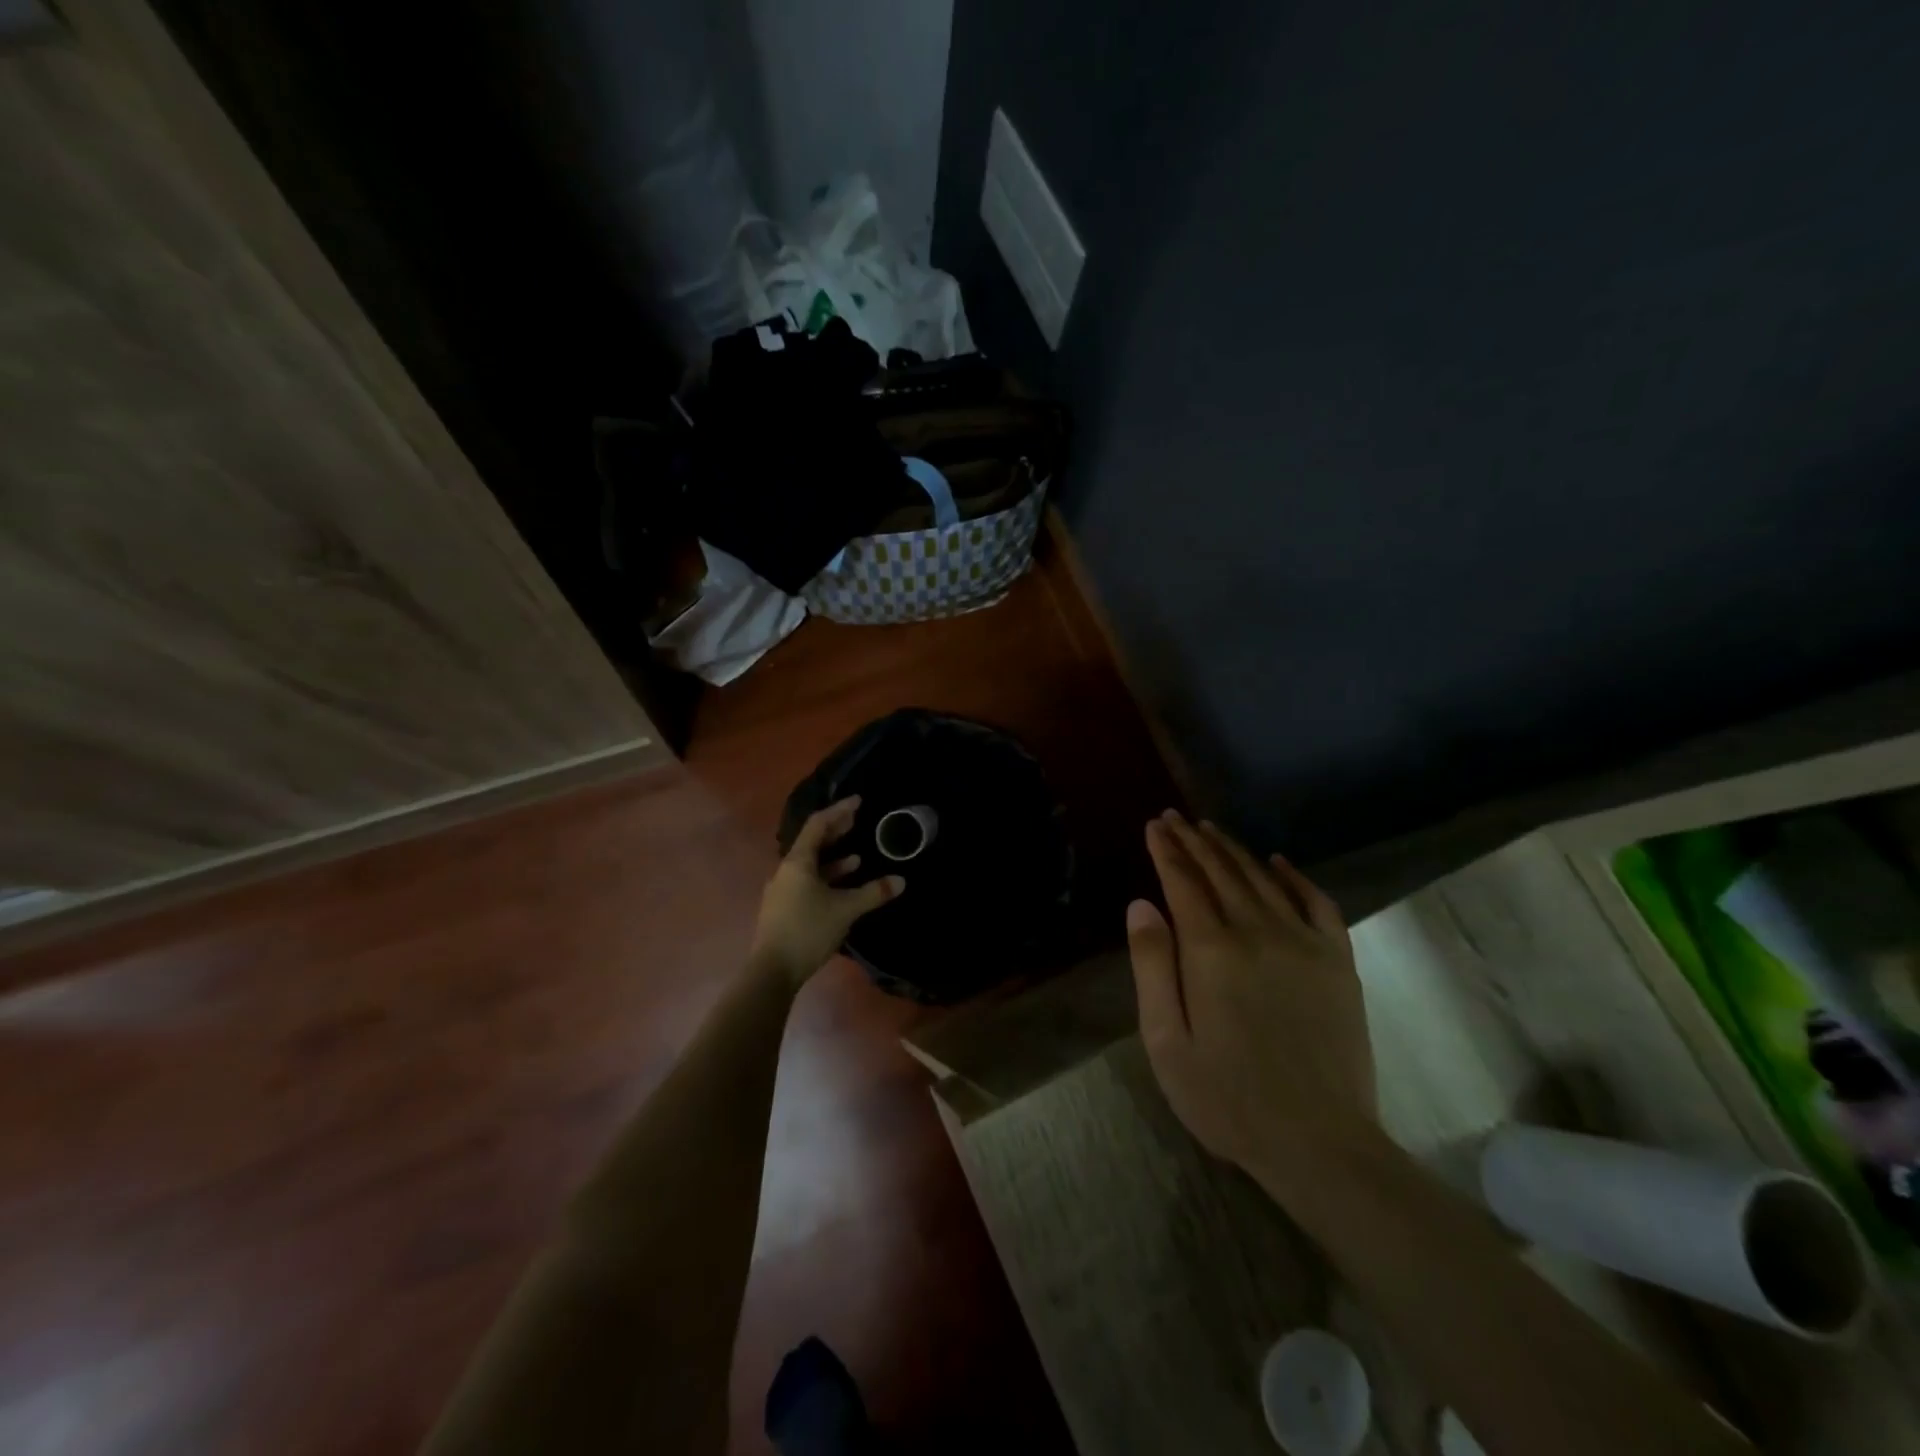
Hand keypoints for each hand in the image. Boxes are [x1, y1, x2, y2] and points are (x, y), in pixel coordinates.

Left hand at [751, 797, 904, 988]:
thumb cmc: (808, 930)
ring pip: (810, 865)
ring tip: (857, 858)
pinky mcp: (783, 908)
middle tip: (857, 821)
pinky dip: (826, 878)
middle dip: (836, 832)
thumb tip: (900, 880)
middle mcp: (786, 871)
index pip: (818, 825)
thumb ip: (873, 893)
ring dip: (833, 859)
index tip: (858, 802)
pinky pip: (807, 882)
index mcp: (797, 862)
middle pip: (812, 843)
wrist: (772, 971)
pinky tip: (841, 888)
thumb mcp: (846, 909)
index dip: (839, 811)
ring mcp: (782, 890)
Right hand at [1126, 810, 1373, 1171]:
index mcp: (1212, 951)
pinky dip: (1295, 877)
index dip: (1166, 850)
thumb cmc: (1227, 1098)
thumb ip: (1152, 966)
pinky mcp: (1338, 961)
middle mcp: (1258, 932)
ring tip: (1210, 830)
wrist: (1320, 1143)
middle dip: (1194, 841)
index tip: (1153, 825)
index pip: (1183, 882)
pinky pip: (1317, 903)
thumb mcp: (1166, 1041)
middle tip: (1175, 818)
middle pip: (1221, 872)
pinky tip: (1278, 862)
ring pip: (1262, 879)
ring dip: (1233, 850)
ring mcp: (1305, 943)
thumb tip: (1141, 904)